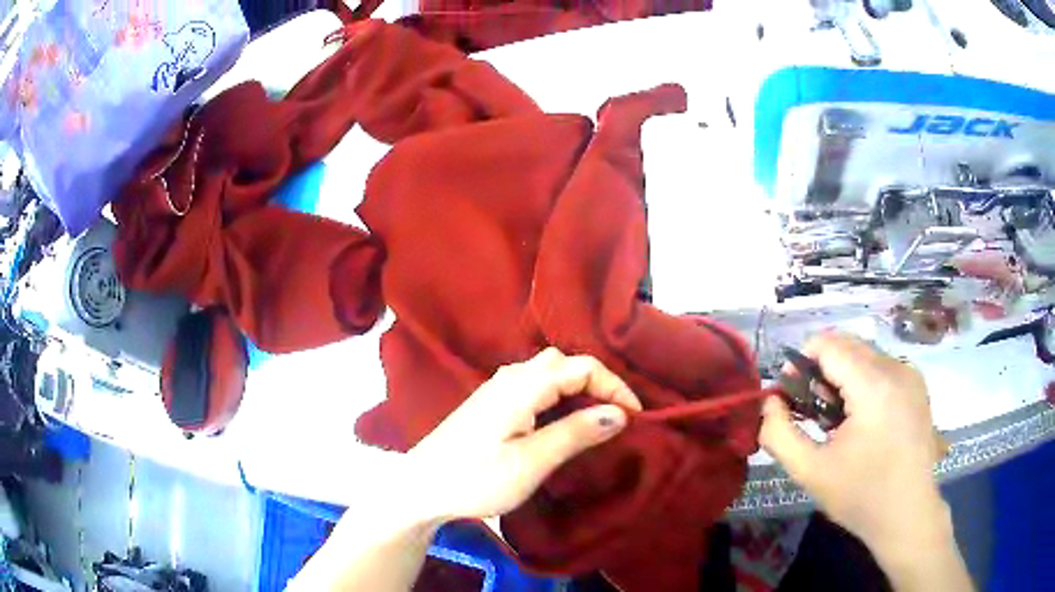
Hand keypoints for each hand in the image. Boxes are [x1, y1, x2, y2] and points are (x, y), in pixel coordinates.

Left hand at [407, 347, 641, 522]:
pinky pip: (533, 385)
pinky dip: (558, 394)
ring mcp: (496, 389)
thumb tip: (619, 413)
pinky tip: (560, 419)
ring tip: (595, 416)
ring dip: (577, 387)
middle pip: (564, 362)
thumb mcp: (531, 461)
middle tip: (617, 414)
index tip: (636, 416)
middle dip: (597, 382)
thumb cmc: (475, 478)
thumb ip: (575, 433)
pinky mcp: (489, 404)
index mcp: (523, 386)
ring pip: (547, 372)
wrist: (421, 488)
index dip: (614, 386)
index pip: (582, 367)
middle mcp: (510, 377)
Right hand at [759, 333, 947, 553]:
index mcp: (873, 385)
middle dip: (821, 368)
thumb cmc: (860, 495)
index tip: (789, 392)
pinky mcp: (918, 387)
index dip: (801, 360)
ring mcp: (911, 375)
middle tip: (809, 407)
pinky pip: (883, 368)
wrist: (908, 514)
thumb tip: (769, 401)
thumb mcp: (811, 471)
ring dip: (843, 375)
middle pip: (848, 345)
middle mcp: (896, 368)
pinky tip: (860, 418)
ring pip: (866, 355)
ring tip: (835, 417)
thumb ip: (779, 433)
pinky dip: (863, 382)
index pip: (829, 345)